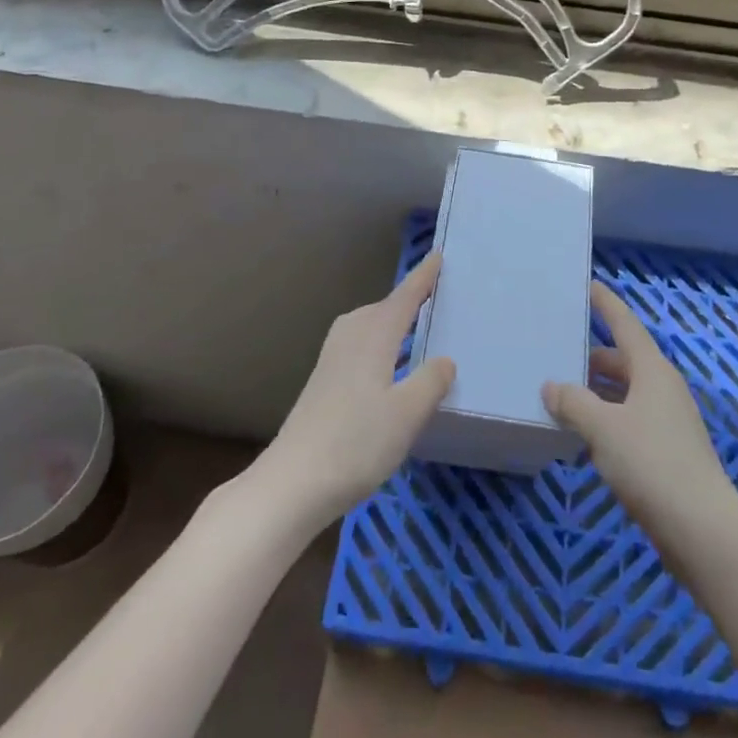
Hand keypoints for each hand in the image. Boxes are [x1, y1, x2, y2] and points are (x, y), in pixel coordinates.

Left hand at [260, 253, 454, 528]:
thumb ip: (431, 382)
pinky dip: (378, 341)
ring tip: (415, 328)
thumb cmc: (356, 443)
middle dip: (408, 299)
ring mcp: (332, 358)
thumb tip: (445, 359)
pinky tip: (386, 366)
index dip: (423, 277)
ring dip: (391, 321)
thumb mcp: (408, 415)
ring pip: (368, 325)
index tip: (437, 254)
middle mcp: (351, 336)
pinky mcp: (323, 381)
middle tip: (436, 294)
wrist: (292, 482)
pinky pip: (359, 343)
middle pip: (384, 307)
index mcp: (374, 335)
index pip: (405, 297)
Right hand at [544, 283, 735, 537]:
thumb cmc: (652, 464)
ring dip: (597, 392)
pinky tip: (583, 435)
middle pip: (624, 360)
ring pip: (626, 394)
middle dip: (592, 356)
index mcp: (653, 371)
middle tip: (558, 350)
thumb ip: (573, 402)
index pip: (625, 325)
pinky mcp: (668, 454)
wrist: (703, 532)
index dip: (606, 304)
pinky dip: (606, 419)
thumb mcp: (603, 428)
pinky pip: (630, 421)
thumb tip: (551, 386)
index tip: (587, 286)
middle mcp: (663, 389)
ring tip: (561, 392)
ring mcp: (669, 422)